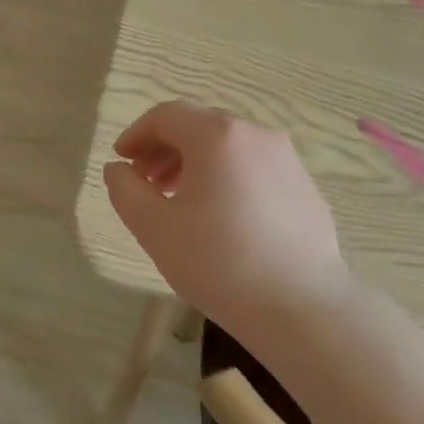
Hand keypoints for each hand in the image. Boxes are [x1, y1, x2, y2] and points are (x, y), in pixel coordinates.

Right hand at [103, 101, 345, 330]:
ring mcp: (287, 159)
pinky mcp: (305, 187)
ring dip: (194, 163)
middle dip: (164, 148)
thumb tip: (118, 169)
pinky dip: (226, 177)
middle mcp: (256, 135)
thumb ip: (125, 189)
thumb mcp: (153, 227)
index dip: (136, 134)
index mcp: (217, 136)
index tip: (121, 161)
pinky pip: (253, 168)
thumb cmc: (218, 262)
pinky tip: (219, 217)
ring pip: (228, 147)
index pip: (166, 115)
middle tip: (145, 182)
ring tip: (178, 200)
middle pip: (199, 126)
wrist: (301, 307)